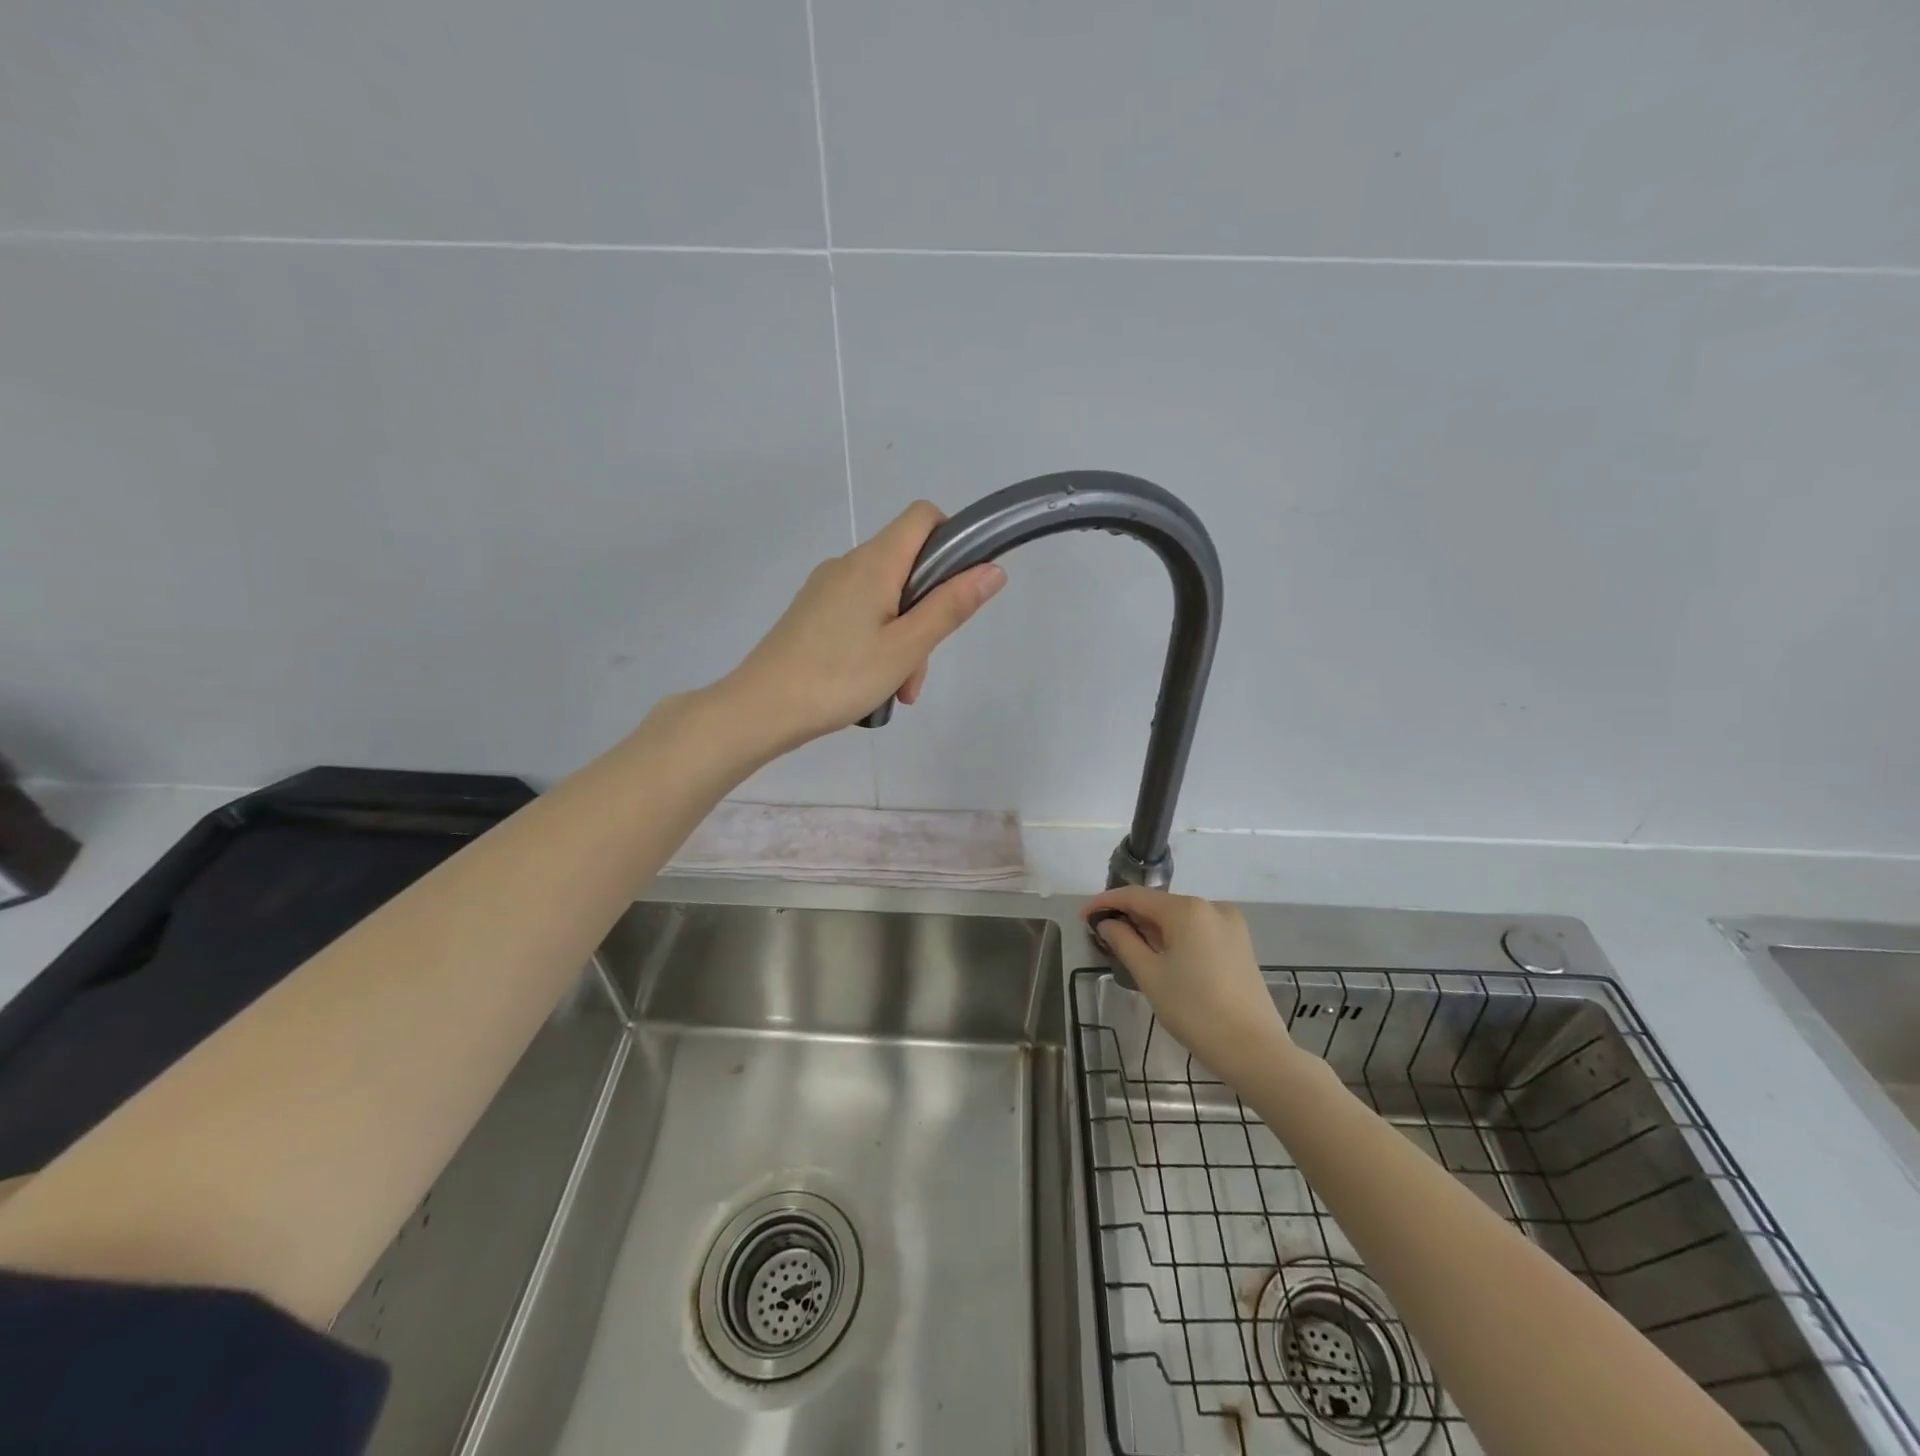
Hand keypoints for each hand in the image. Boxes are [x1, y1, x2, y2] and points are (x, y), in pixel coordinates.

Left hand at [723, 502, 1006, 752]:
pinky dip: (877, 643)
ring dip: (903, 640)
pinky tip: (871, 685)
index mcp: (874, 562)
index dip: (952, 539)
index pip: (922, 516)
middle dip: (927, 613)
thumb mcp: (906, 647)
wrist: (761, 708)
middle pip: (907, 567)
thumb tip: (993, 569)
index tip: (961, 587)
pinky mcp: (812, 613)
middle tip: (919, 670)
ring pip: (885, 599)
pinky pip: (859, 615)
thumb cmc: (839, 677)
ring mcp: (826, 588)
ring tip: (896, 692)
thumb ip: (951, 606)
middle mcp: (848, 564)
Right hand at [1083, 888, 1300, 1084]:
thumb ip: (1124, 941)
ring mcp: (1230, 924)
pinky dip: (1176, 938)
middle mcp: (1211, 907)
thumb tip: (1106, 923)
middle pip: (1159, 905)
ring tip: (1128, 949)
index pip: (1136, 896)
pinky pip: (1198, 930)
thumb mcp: (1150, 975)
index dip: (1106, 903)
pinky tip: (1162, 957)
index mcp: (1188, 909)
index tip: (1083, 917)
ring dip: (1152, 929)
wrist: (1255, 1050)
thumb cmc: (1195, 1011)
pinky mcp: (1240, 944)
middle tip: (1103, 937)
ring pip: (1179, 918)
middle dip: (1130, 917)